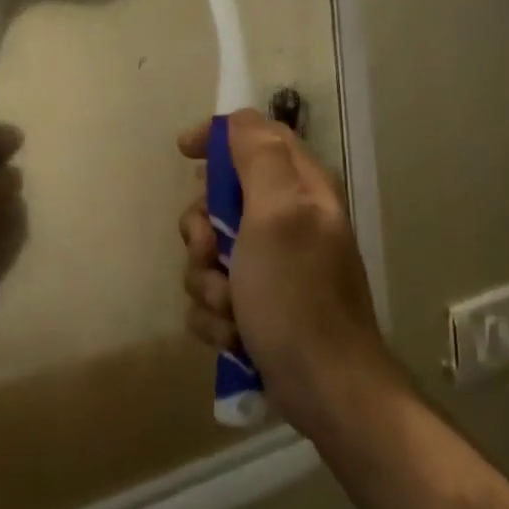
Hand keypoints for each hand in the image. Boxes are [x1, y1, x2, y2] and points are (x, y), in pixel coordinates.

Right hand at [177, 110, 385, 432]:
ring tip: (229, 308)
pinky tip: (232, 335)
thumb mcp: (278, 215)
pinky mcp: (257, 306)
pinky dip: (215, 315)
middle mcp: (287, 222)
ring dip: (206, 282)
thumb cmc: (298, 296)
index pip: (256, 138)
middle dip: (202, 230)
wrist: (324, 389)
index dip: (218, 140)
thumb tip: (238, 120)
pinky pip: (212, 295)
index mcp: (301, 190)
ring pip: (209, 253)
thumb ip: (260, 158)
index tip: (184, 154)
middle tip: (211, 253)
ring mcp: (271, 267)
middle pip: (220, 199)